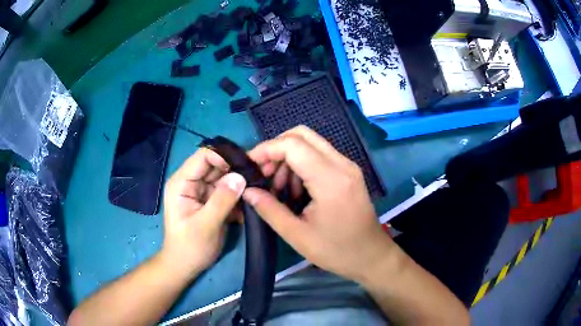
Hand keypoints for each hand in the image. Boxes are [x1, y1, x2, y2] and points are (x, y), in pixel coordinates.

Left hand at [162, 148, 245, 278]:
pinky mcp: (210, 201)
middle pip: (216, 166)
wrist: (185, 266)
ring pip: (224, 178)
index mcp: (182, 182)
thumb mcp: (206, 225)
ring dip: (239, 184)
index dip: (224, 157)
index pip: (203, 156)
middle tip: (258, 178)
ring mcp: (201, 191)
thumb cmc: (190, 247)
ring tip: (256, 192)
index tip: (245, 168)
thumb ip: (222, 200)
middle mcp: (191, 182)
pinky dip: (238, 196)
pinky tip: (248, 205)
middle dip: (236, 171)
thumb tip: (241, 177)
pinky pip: (227, 191)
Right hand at [243, 126, 392, 282]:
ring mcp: (347, 166)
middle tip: (263, 174)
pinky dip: (301, 163)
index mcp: (330, 179)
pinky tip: (296, 189)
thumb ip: (270, 209)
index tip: (249, 165)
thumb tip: (247, 191)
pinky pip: (320, 155)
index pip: (293, 145)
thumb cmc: (336, 250)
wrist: (371, 256)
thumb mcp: (297, 235)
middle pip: (302, 134)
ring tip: (278, 187)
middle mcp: (342, 164)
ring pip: (311, 143)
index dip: (266, 149)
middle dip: (276, 148)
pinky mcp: (349, 172)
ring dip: (289, 157)